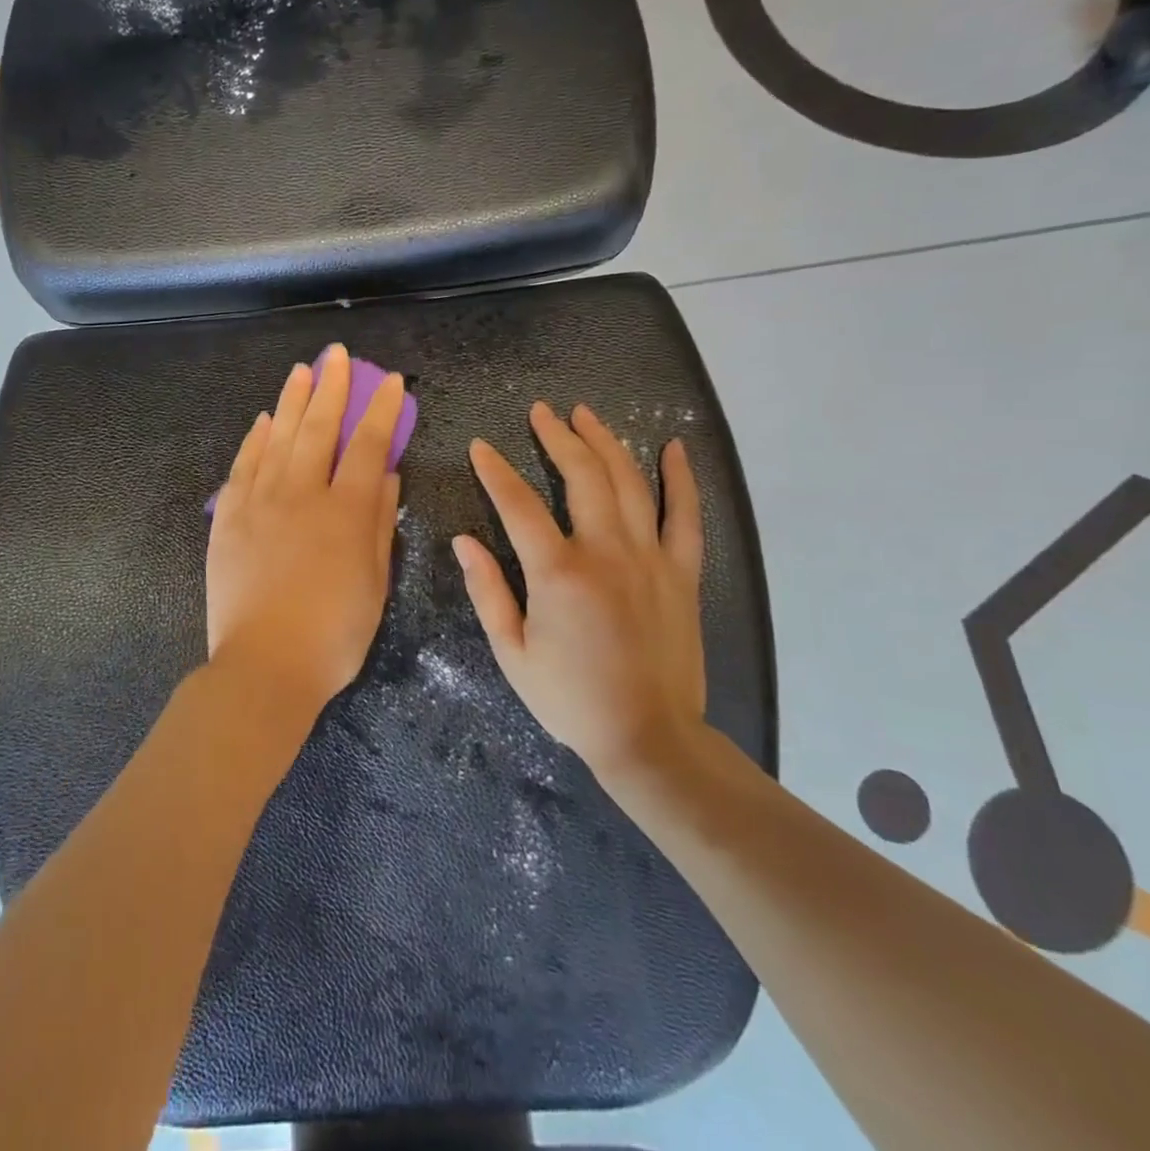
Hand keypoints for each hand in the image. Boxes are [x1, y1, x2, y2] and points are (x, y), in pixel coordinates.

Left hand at [206, 344, 404, 719]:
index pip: (368, 445)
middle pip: (319, 428)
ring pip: (279, 437)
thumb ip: (380, 524)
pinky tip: (265, 419)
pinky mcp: (229, 518)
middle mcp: (303, 494)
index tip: (389, 381)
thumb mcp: (376, 583)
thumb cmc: (334, 634)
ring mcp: (260, 502)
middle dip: (333, 387)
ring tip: (303, 370)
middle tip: (338, 355)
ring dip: (293, 400)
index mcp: (346, 511)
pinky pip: (243, 466)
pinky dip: (256, 439)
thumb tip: (386, 476)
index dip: (381, 410)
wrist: (265, 664)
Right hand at [453, 403, 705, 783]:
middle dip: (558, 436)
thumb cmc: (571, 699)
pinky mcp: (682, 573)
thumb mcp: (512, 653)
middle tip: (542, 412)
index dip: (495, 471)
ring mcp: (650, 558)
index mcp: (558, 573)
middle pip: (582, 475)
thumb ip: (488, 591)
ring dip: (606, 442)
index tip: (480, 446)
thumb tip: (464, 541)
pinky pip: (686, 515)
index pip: (518, 504)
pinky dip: (680, 478)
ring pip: (629, 482)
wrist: (649, 738)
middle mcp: (606, 552)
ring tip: (586, 415)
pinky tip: (673, 448)